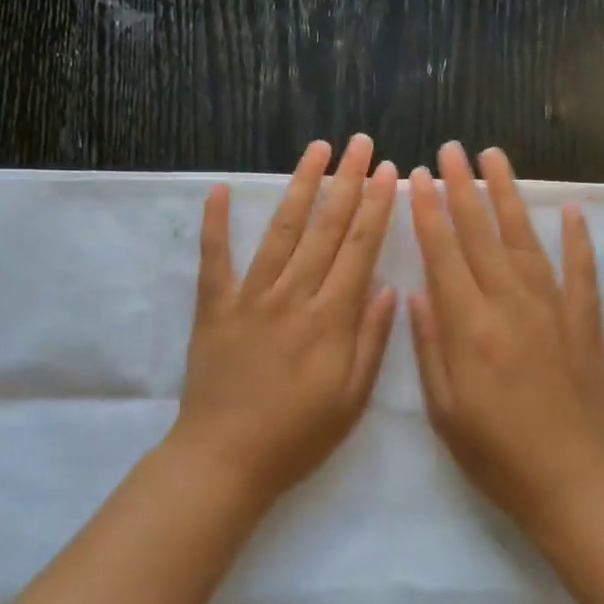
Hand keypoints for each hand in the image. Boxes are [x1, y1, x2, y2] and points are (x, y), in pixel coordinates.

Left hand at [171, 134, 399, 505]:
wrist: (225, 460)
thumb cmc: (297, 437)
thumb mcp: (351, 400)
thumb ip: (371, 341)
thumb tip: (388, 288)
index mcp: (331, 320)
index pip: (360, 249)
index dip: (376, 207)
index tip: (389, 172)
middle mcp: (293, 296)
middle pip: (325, 228)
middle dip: (347, 181)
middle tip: (361, 143)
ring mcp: (250, 297)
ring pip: (280, 231)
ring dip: (300, 186)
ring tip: (317, 149)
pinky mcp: (214, 306)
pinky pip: (215, 257)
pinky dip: (217, 222)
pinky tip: (222, 189)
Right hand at [409, 143, 603, 538]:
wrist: (573, 484)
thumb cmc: (496, 454)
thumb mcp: (444, 409)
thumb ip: (430, 345)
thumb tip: (417, 292)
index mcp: (470, 327)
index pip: (444, 253)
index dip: (427, 211)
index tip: (416, 176)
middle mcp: (510, 305)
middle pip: (481, 233)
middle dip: (461, 187)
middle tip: (450, 149)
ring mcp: (553, 309)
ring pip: (525, 239)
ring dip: (508, 195)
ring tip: (495, 158)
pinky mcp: (584, 322)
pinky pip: (580, 270)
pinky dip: (577, 238)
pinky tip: (571, 210)